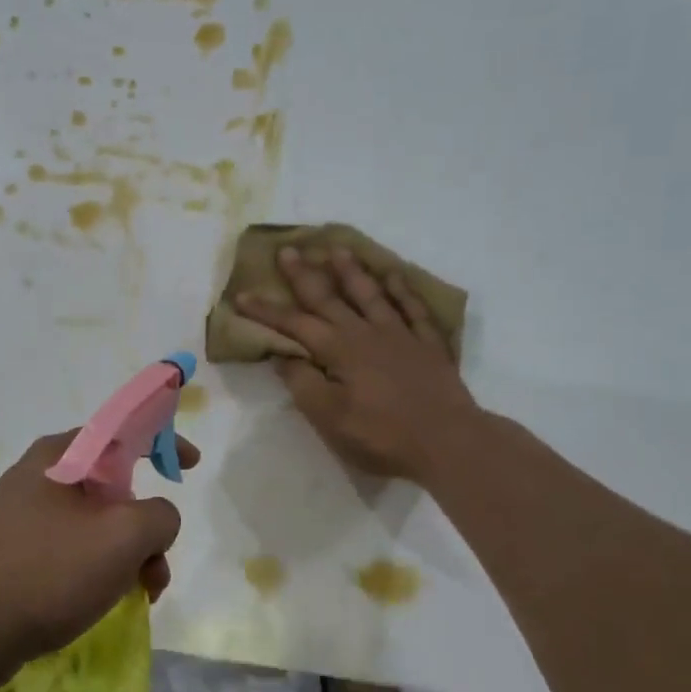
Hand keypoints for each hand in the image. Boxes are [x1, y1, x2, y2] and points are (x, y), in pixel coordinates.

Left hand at [0, 430, 199, 688]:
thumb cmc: (47, 572)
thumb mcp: (123, 537)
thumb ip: (160, 515)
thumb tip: (156, 519)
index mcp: (58, 456)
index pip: (121, 430)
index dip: (162, 441)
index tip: (190, 466)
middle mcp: (35, 478)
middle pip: (111, 487)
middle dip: (144, 526)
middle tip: (157, 564)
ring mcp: (17, 518)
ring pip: (92, 525)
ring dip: (125, 555)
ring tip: (140, 595)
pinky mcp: (9, 554)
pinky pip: (67, 550)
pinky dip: (95, 570)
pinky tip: (101, 603)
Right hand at [237, 245, 479, 482]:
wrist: (448, 441)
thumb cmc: (382, 436)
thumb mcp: (329, 419)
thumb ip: (303, 384)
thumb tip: (283, 356)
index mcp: (338, 351)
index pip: (294, 325)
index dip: (267, 311)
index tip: (242, 295)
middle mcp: (365, 333)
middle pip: (329, 298)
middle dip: (305, 275)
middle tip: (289, 250)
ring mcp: (400, 335)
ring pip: (370, 294)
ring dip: (351, 272)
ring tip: (337, 250)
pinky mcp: (428, 344)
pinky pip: (413, 308)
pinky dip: (402, 289)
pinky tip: (393, 275)